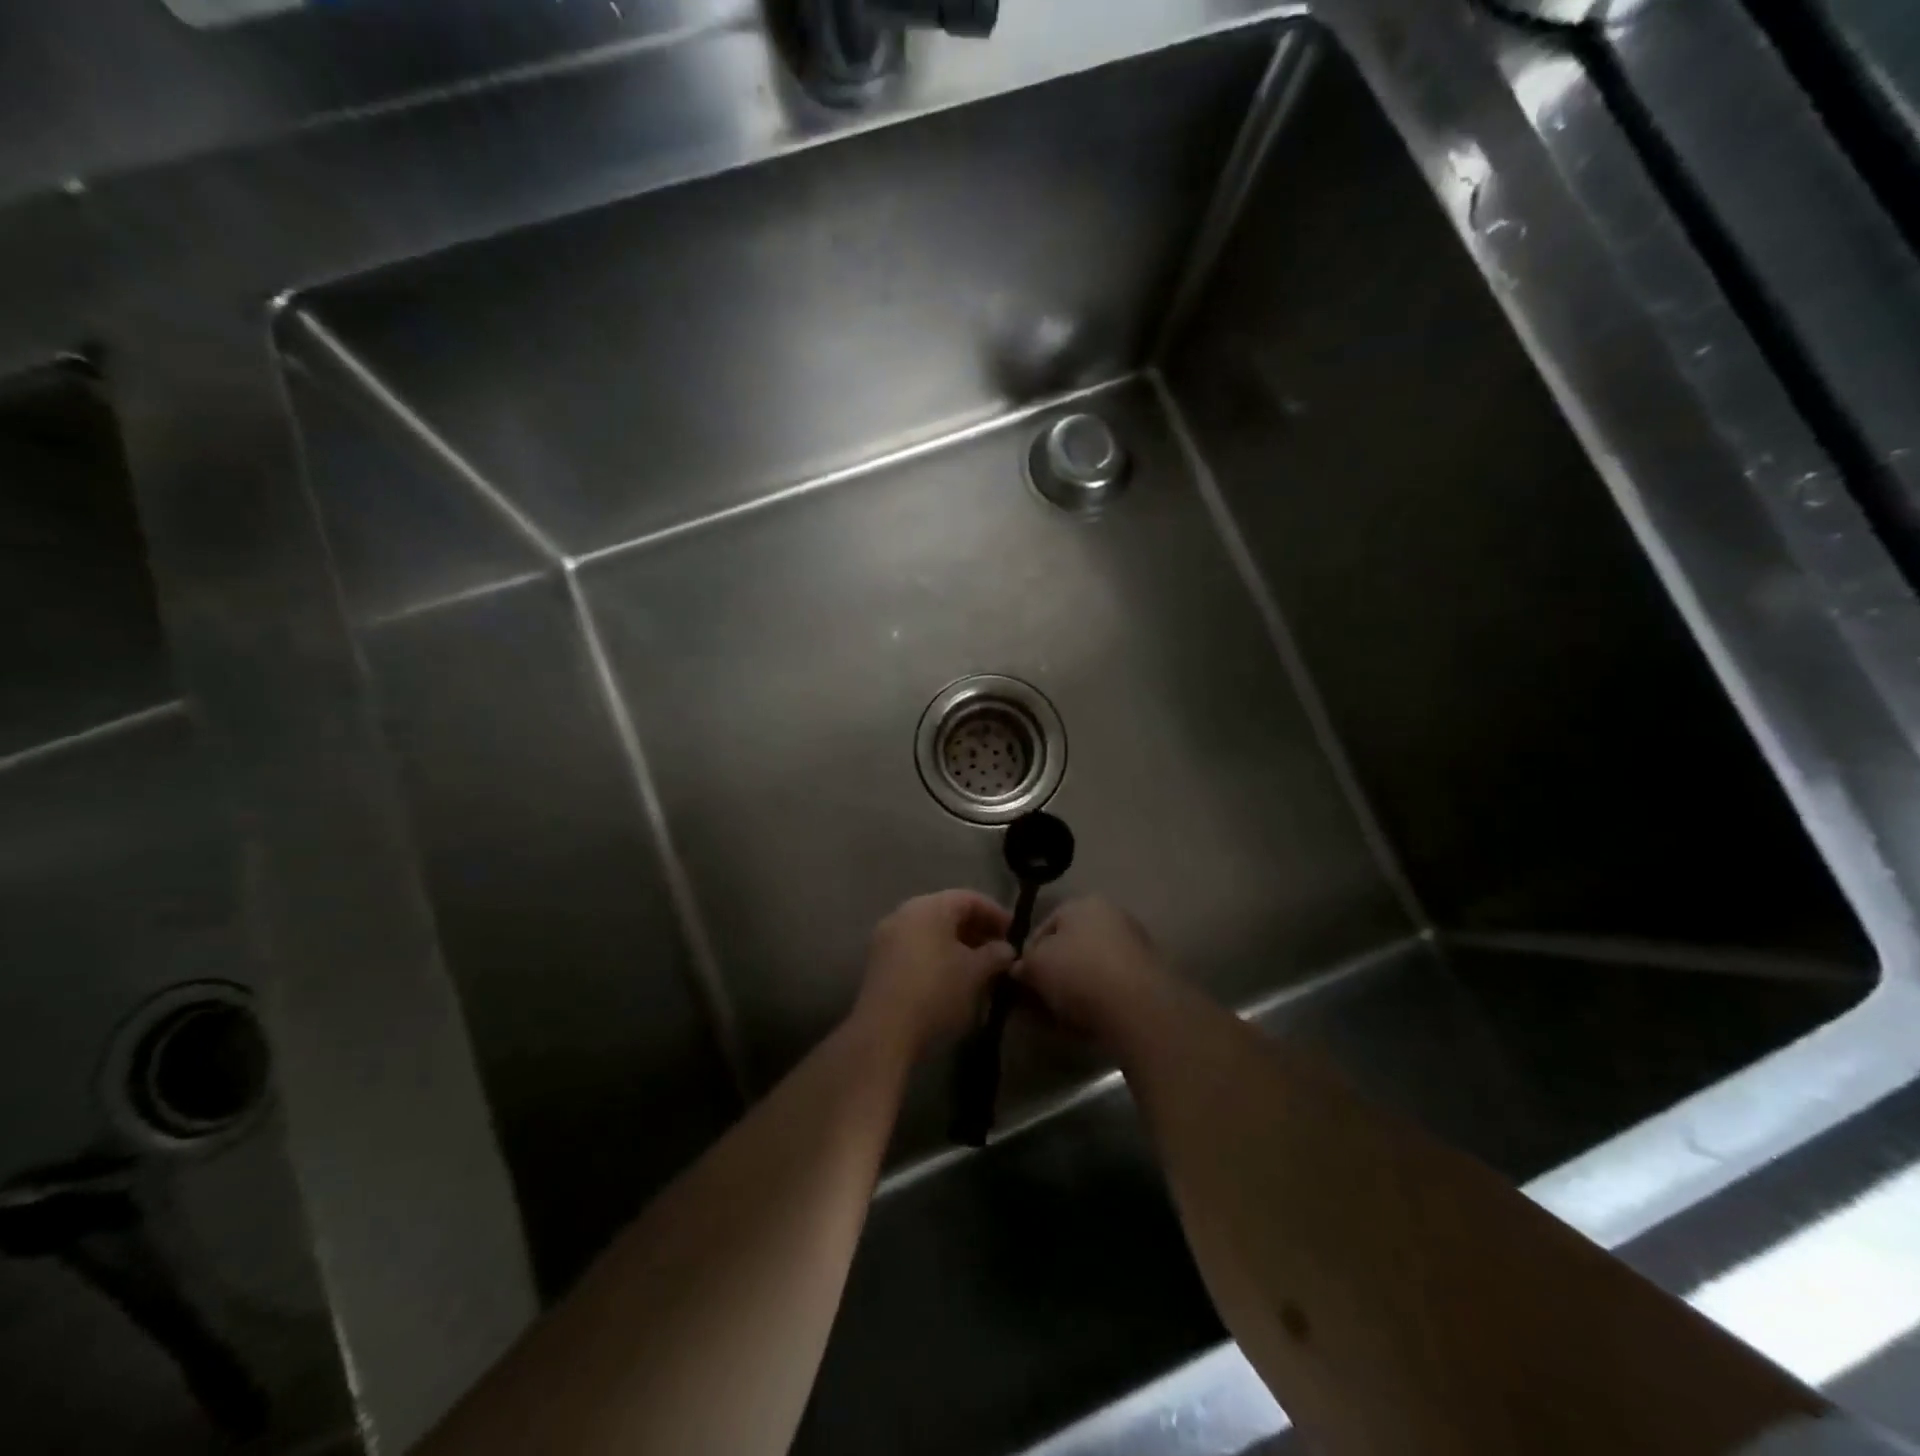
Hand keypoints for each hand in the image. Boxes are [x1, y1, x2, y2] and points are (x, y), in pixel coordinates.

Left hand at [853, 891, 1014, 1062]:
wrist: (885, 1030)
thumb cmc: (937, 991)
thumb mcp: (975, 973)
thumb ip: (995, 954)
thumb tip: (1006, 949)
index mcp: (929, 906)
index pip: (970, 898)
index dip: (996, 913)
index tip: (1015, 934)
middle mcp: (905, 912)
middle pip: (947, 912)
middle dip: (976, 929)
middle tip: (998, 950)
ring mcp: (887, 935)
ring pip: (930, 930)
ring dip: (956, 943)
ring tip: (978, 966)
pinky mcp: (878, 960)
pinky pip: (915, 946)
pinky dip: (936, 954)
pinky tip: (951, 977)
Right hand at [1013, 897, 1175, 1050]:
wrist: (1137, 1008)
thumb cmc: (1078, 973)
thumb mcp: (1035, 965)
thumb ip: (1023, 963)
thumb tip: (1019, 969)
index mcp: (1084, 903)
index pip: (1045, 926)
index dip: (1028, 954)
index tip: (1020, 980)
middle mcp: (1112, 916)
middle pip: (1070, 947)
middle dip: (1052, 973)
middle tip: (1037, 1000)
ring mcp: (1134, 946)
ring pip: (1090, 968)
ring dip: (1073, 989)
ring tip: (1058, 1016)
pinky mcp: (1148, 977)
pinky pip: (1110, 987)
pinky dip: (1096, 1000)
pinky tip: (1084, 1022)